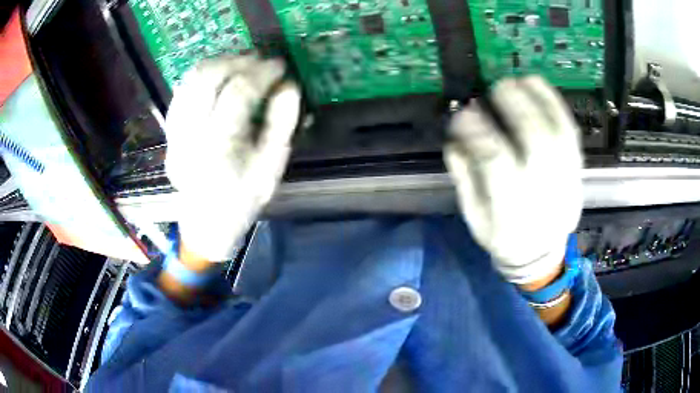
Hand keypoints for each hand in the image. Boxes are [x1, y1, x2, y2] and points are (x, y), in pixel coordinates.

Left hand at [165, 54, 300, 261]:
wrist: (205, 223)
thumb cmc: (242, 200)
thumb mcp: (271, 168)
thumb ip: (282, 124)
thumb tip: (289, 86)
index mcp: (220, 148)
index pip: (239, 93)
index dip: (262, 72)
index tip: (280, 65)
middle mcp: (190, 135)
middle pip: (207, 78)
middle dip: (237, 60)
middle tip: (259, 60)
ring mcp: (175, 132)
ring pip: (190, 80)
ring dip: (217, 63)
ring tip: (240, 62)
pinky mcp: (169, 132)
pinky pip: (182, 91)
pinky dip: (201, 76)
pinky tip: (218, 76)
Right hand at [445, 76, 582, 283]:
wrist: (542, 253)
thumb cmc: (504, 236)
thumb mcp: (475, 218)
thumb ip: (465, 179)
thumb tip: (455, 139)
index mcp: (512, 207)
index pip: (496, 161)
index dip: (479, 132)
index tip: (464, 113)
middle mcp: (542, 190)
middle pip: (535, 141)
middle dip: (516, 107)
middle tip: (497, 87)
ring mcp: (564, 178)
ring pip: (557, 133)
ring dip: (539, 100)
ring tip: (520, 79)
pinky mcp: (575, 169)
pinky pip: (569, 132)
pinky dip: (556, 104)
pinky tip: (540, 85)